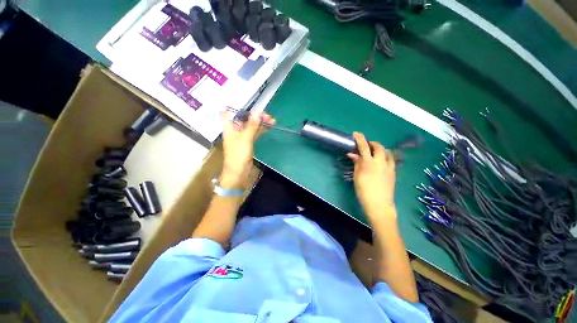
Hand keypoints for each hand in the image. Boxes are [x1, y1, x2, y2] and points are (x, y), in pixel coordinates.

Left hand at [220, 111, 274, 188]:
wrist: (239, 172)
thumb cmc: (238, 154)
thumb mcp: (245, 138)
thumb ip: (252, 125)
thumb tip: (258, 111)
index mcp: (229, 127)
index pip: (227, 112)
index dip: (233, 105)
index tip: (243, 100)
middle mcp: (235, 130)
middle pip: (244, 118)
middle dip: (254, 115)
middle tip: (266, 115)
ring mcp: (242, 136)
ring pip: (251, 125)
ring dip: (260, 122)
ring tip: (271, 120)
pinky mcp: (248, 142)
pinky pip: (255, 133)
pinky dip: (261, 129)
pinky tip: (269, 126)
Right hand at [347, 132, 395, 216]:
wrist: (379, 204)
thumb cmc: (363, 190)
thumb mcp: (357, 176)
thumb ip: (356, 163)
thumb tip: (352, 154)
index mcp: (368, 162)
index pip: (363, 146)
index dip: (359, 138)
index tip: (356, 134)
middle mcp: (380, 161)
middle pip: (378, 146)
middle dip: (372, 143)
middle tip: (366, 146)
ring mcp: (389, 166)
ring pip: (387, 152)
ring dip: (380, 150)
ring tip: (374, 154)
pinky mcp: (394, 172)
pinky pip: (391, 160)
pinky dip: (385, 157)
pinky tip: (381, 163)